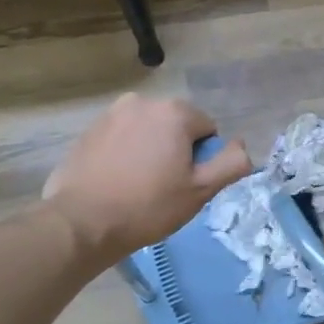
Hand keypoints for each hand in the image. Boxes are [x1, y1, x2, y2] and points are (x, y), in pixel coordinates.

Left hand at [42, 94, 250, 263]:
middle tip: (165, 187)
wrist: (82, 222)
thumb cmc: (149, 206)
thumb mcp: (201, 190)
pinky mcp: (89, 130)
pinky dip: (126, 153)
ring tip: (139, 185)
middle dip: (176, 150)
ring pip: (148, 131)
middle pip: (177, 126)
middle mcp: (143, 102)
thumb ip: (232, 163)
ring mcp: (112, 114)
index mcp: (174, 112)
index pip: (207, 130)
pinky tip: (118, 181)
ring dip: (151, 150)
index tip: (185, 184)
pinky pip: (122, 138)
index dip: (203, 159)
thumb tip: (241, 146)